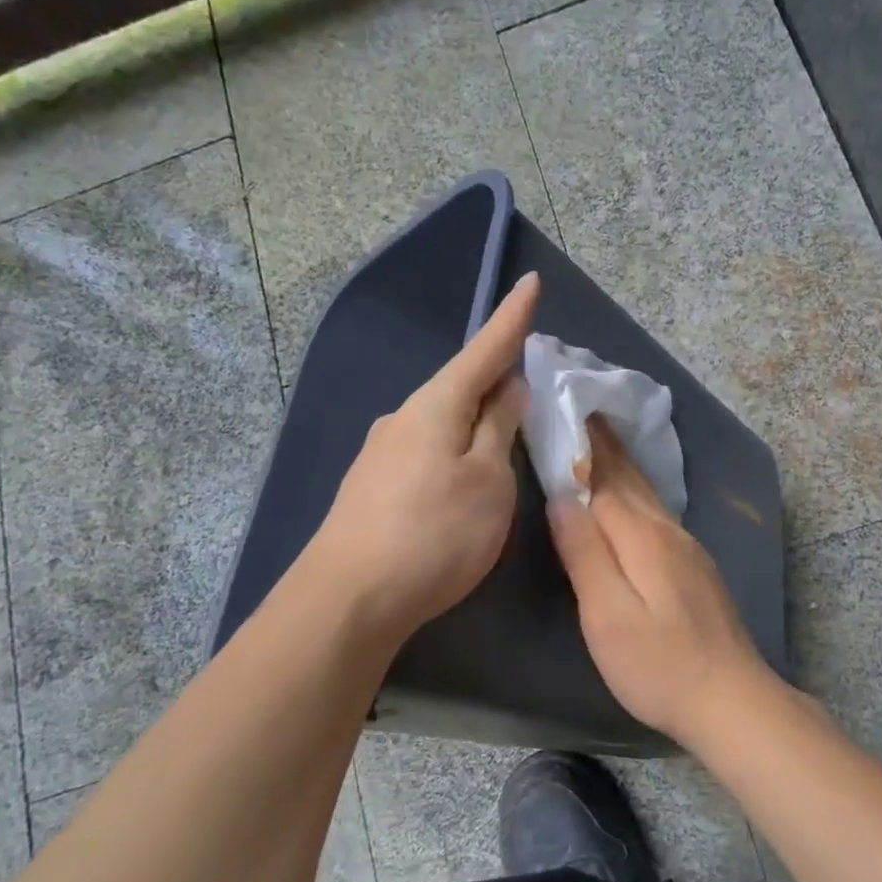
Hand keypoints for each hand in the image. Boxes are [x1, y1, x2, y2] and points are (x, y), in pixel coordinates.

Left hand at [307, 272, 539, 644]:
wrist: (349, 599)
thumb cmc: (435, 533)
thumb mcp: (488, 480)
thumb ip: (499, 429)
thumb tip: (507, 388)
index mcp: (436, 405)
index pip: (485, 350)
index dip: (512, 318)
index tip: (532, 281)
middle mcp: (403, 418)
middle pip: (461, 387)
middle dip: (496, 380)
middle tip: (532, 386)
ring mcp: (382, 453)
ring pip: (443, 423)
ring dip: (476, 423)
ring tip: (504, 444)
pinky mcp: (373, 487)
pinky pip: (427, 452)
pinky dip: (455, 452)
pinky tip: (463, 482)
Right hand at [547, 423, 778, 744]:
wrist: (731, 700)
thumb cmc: (659, 665)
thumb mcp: (608, 614)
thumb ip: (585, 553)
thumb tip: (563, 496)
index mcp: (643, 536)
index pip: (604, 478)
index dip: (583, 445)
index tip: (564, 408)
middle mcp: (668, 531)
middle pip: (631, 479)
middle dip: (605, 444)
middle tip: (582, 410)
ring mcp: (688, 549)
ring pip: (648, 495)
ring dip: (623, 465)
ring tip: (601, 442)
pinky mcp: (695, 568)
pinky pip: (658, 514)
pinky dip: (638, 492)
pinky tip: (633, 497)